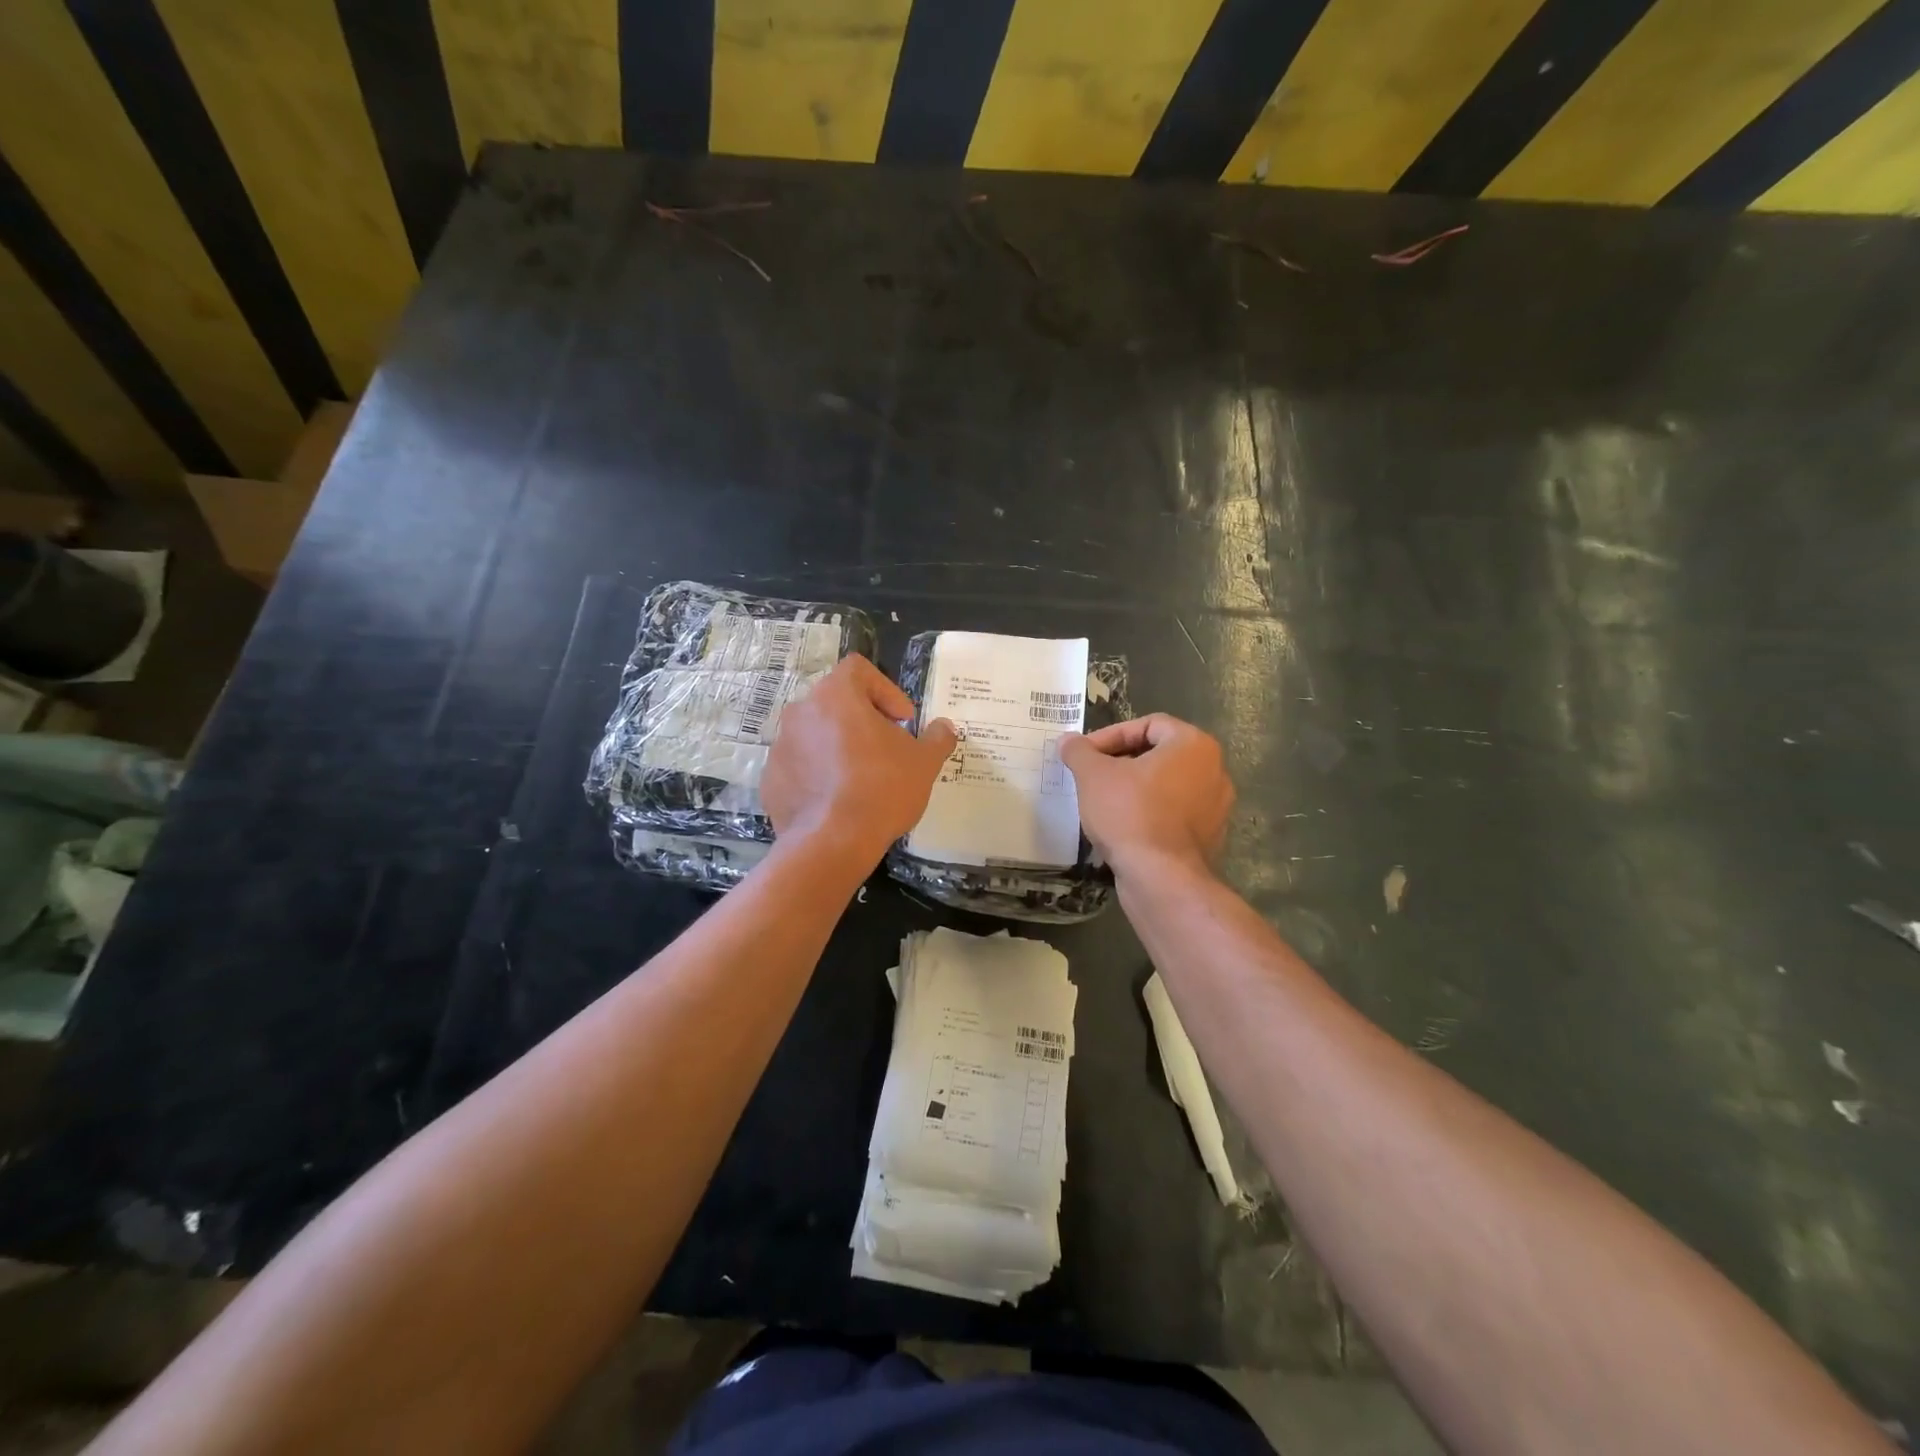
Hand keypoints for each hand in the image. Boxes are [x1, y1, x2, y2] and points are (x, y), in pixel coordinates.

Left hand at [762, 655, 956, 864]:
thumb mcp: (924, 763)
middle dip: (863, 721)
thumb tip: (944, 728)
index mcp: (836, 695)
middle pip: (837, 702)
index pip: (859, 670)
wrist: (832, 842)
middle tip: (886, 750)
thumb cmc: (882, 789)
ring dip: (839, 747)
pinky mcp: (770, 778)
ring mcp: (781, 745)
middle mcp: (801, 711)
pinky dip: (818, 774)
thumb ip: (937, 738)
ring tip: (862, 779)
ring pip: (816, 734)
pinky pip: (800, 766)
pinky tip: (838, 801)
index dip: (886, 690)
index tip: (901, 722)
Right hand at [1059, 714, 1233, 876]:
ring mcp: (1216, 807)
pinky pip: (1173, 814)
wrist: (1162, 879)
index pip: (1148, 725)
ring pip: (1166, 786)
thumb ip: (1079, 751)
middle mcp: (1214, 770)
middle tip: (1090, 776)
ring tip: (1102, 802)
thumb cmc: (1130, 814)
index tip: (1085, 754)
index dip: (1111, 735)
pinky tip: (1122, 828)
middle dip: (1120, 762)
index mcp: (1194, 745)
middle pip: (1159, 754)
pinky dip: (1148, 814)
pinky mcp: (1209, 838)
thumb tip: (1069, 740)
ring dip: (1133, 789)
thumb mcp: (1093, 775)